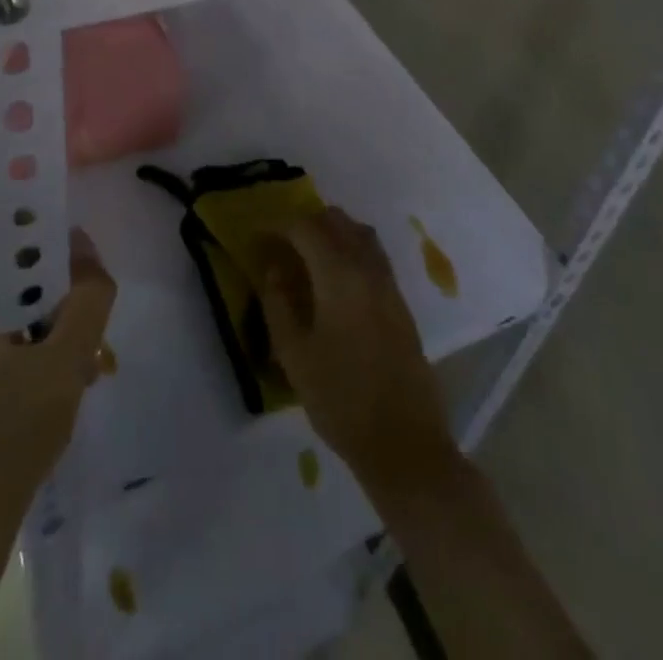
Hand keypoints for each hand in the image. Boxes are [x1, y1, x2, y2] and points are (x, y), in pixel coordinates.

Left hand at [0, 193, 116, 526]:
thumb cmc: (4, 439)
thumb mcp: (62, 363)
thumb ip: (86, 296)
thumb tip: (86, 249)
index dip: (15, 190)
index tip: (56, 180)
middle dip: (42, 252)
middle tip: (83, 264)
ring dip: (42, 289)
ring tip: (82, 314)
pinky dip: (30, 313)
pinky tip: (66, 344)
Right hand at [257, 207, 454, 490]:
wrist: (405, 442)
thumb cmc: (341, 399)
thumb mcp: (294, 355)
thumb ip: (278, 303)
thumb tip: (273, 268)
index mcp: (339, 274)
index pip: (305, 228)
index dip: (278, 227)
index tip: (258, 239)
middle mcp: (367, 268)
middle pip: (336, 221)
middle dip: (306, 224)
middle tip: (282, 246)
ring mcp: (389, 283)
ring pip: (359, 233)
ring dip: (332, 233)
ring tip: (308, 258)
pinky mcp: (401, 301)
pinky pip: (373, 255)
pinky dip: (351, 250)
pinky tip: (336, 281)